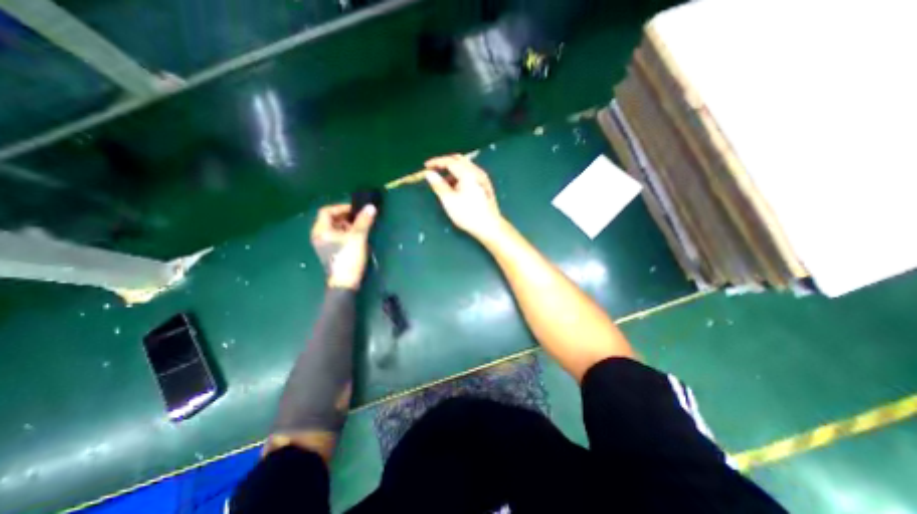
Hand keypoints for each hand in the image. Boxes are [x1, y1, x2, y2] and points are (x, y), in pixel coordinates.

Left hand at [312, 203, 375, 289]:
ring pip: (335, 229)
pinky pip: (337, 237)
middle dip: (346, 217)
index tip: (356, 210)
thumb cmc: (348, 257)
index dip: (341, 207)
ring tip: (361, 228)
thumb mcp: (358, 237)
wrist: (345, 282)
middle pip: (331, 219)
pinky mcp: (331, 252)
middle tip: (360, 218)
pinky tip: (357, 238)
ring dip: (348, 225)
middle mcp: (320, 236)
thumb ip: (364, 221)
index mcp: (321, 230)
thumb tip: (370, 206)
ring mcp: (324, 245)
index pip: (327, 211)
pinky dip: (346, 234)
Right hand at [427, 152, 503, 240]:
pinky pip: (470, 174)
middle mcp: (477, 172)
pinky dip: (460, 176)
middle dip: (445, 163)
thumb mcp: (449, 200)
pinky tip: (455, 187)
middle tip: (434, 170)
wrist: (489, 226)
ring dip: (452, 171)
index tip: (426, 166)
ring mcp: (483, 178)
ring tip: (443, 182)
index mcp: (468, 173)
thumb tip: (429, 173)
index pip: (450, 161)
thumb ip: (438, 184)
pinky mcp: (485, 185)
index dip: (436, 162)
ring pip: (465, 167)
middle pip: (459, 160)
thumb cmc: (468, 214)